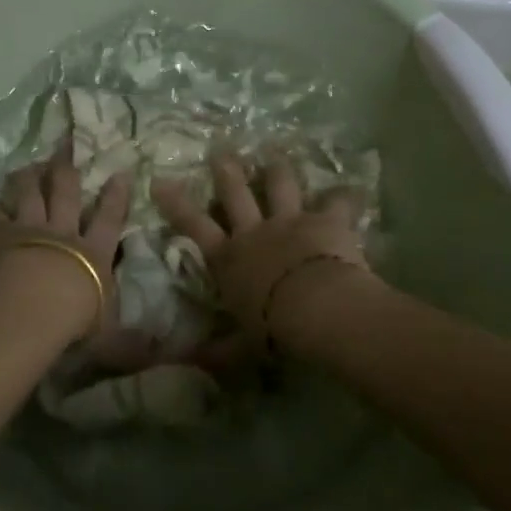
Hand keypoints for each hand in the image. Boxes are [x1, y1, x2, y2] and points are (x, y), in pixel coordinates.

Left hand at [0, 146, 130, 331]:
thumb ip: (129, 340)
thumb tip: (158, 352)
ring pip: (30, 194)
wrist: (31, 305)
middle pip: (67, 194)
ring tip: (30, 164)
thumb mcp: (110, 336)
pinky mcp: (0, 235)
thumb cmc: (74, 319)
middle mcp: (64, 232)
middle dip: (67, 170)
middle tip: (66, 147)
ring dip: (30, 177)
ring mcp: (30, 229)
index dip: (116, 196)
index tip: (120, 173)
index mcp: (94, 253)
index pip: (110, 219)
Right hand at [153, 151, 368, 342]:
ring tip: (275, 151)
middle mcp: (255, 231)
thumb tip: (190, 362)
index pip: (195, 226)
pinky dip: (344, 196)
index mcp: (230, 258)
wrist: (317, 308)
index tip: (160, 180)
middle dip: (226, 170)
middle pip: (236, 192)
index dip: (176, 203)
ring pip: (280, 185)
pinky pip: (337, 202)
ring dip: (277, 168)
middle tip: (220, 148)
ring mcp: (290, 221)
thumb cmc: (273, 328)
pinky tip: (351, 188)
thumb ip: (218, 351)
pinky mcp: (326, 220)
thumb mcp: (241, 347)